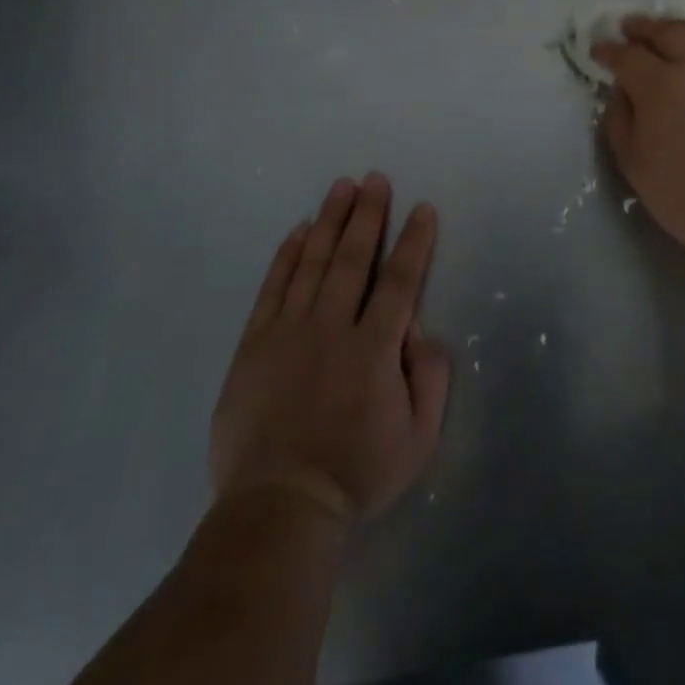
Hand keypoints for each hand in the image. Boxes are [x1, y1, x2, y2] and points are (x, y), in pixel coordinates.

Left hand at [209, 174, 450, 526]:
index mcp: (375, 349)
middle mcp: (332, 328)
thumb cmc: (357, 473)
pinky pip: (273, 287)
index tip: (422, 208)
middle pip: (353, 258)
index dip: (414, 241)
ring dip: (330, 221)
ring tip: (342, 187)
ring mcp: (288, 332)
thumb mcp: (419, 436)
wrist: (279, 506)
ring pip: (313, 262)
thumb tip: (417, 329)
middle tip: (375, 179)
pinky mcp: (254, 344)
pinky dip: (287, 255)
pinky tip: (299, 231)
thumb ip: (430, 376)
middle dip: (368, 214)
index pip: (400, 281)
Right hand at [595, 17, 684, 267]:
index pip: (628, 55)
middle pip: (667, 32)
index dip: (609, 50)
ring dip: (679, 26)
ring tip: (669, 29)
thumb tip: (622, 93)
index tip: (599, 49)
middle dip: (642, 27)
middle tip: (629, 26)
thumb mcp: (634, 165)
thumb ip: (620, 121)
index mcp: (661, 86)